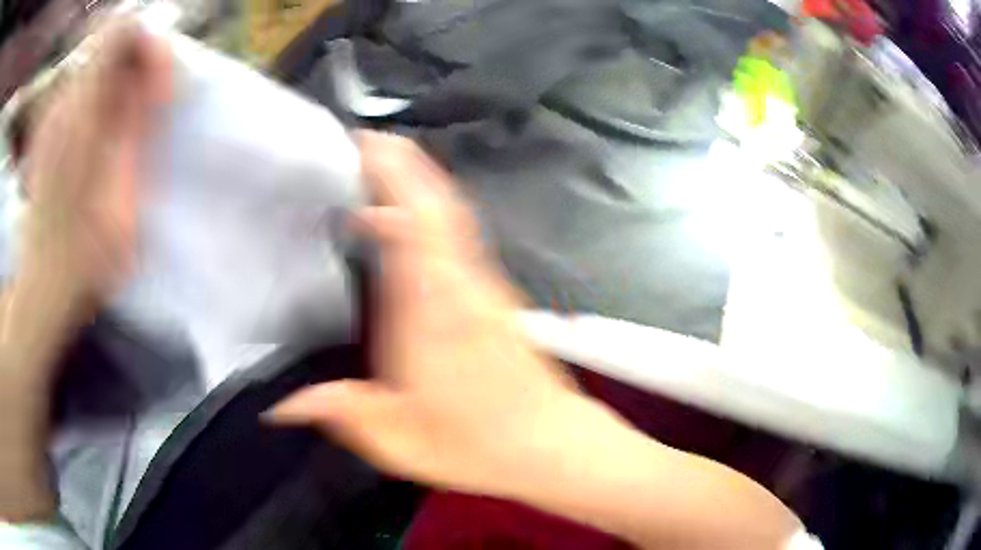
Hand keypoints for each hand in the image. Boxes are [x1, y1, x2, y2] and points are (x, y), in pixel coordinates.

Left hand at [0, 21, 169, 522]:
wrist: (41, 295)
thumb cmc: (82, 263)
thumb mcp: (118, 199)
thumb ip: (130, 129)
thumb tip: (148, 80)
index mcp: (82, 115)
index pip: (121, 33)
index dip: (148, 47)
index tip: (159, 85)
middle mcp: (64, 105)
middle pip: (109, 45)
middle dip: (137, 64)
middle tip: (150, 105)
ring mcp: (53, 119)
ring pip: (94, 68)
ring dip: (118, 83)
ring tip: (129, 122)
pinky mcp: (48, 136)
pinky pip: (78, 94)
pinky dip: (98, 100)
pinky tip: (101, 136)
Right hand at [268, 135, 801, 549]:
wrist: (551, 443)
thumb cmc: (475, 444)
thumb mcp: (396, 439)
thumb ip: (337, 412)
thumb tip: (278, 408)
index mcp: (427, 309)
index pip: (406, 223)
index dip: (384, 179)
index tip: (355, 150)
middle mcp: (458, 282)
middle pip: (434, 202)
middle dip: (401, 162)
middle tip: (364, 138)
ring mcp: (483, 283)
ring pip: (453, 212)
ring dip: (420, 178)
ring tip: (384, 159)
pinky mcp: (496, 293)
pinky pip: (462, 234)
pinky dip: (436, 209)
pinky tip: (413, 216)